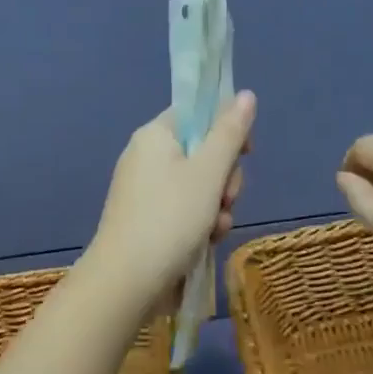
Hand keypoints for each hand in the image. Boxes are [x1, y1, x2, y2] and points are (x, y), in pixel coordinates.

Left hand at [84, 92, 255, 309]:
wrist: (127, 280)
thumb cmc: (171, 218)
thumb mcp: (209, 172)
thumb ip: (230, 132)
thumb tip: (245, 94)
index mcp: (155, 135)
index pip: (197, 114)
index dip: (226, 130)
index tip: (245, 153)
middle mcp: (146, 157)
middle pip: (202, 152)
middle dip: (224, 179)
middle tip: (226, 198)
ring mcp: (144, 191)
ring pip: (198, 186)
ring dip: (216, 206)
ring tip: (215, 229)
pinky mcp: (146, 219)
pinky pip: (183, 210)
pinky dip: (199, 223)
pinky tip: (205, 242)